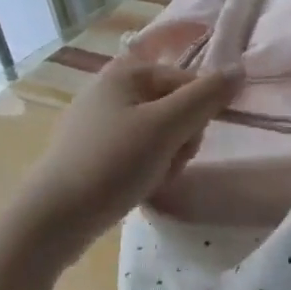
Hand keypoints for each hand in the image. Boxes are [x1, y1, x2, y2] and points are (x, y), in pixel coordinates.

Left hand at [10, 57, 240, 254]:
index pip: (188, 80)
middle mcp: (110, 90)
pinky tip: (138, 186)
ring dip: (168, 156)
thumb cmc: (112, 164)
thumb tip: (239, 69)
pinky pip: (138, 150)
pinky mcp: (93, 151)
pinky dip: (147, 167)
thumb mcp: (167, 127)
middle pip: (176, 106)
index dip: (199, 111)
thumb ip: (206, 96)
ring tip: (152, 178)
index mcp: (125, 74)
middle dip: (183, 138)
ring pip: (160, 132)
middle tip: (167, 161)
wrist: (51, 220)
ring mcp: (99, 122)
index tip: (188, 140)